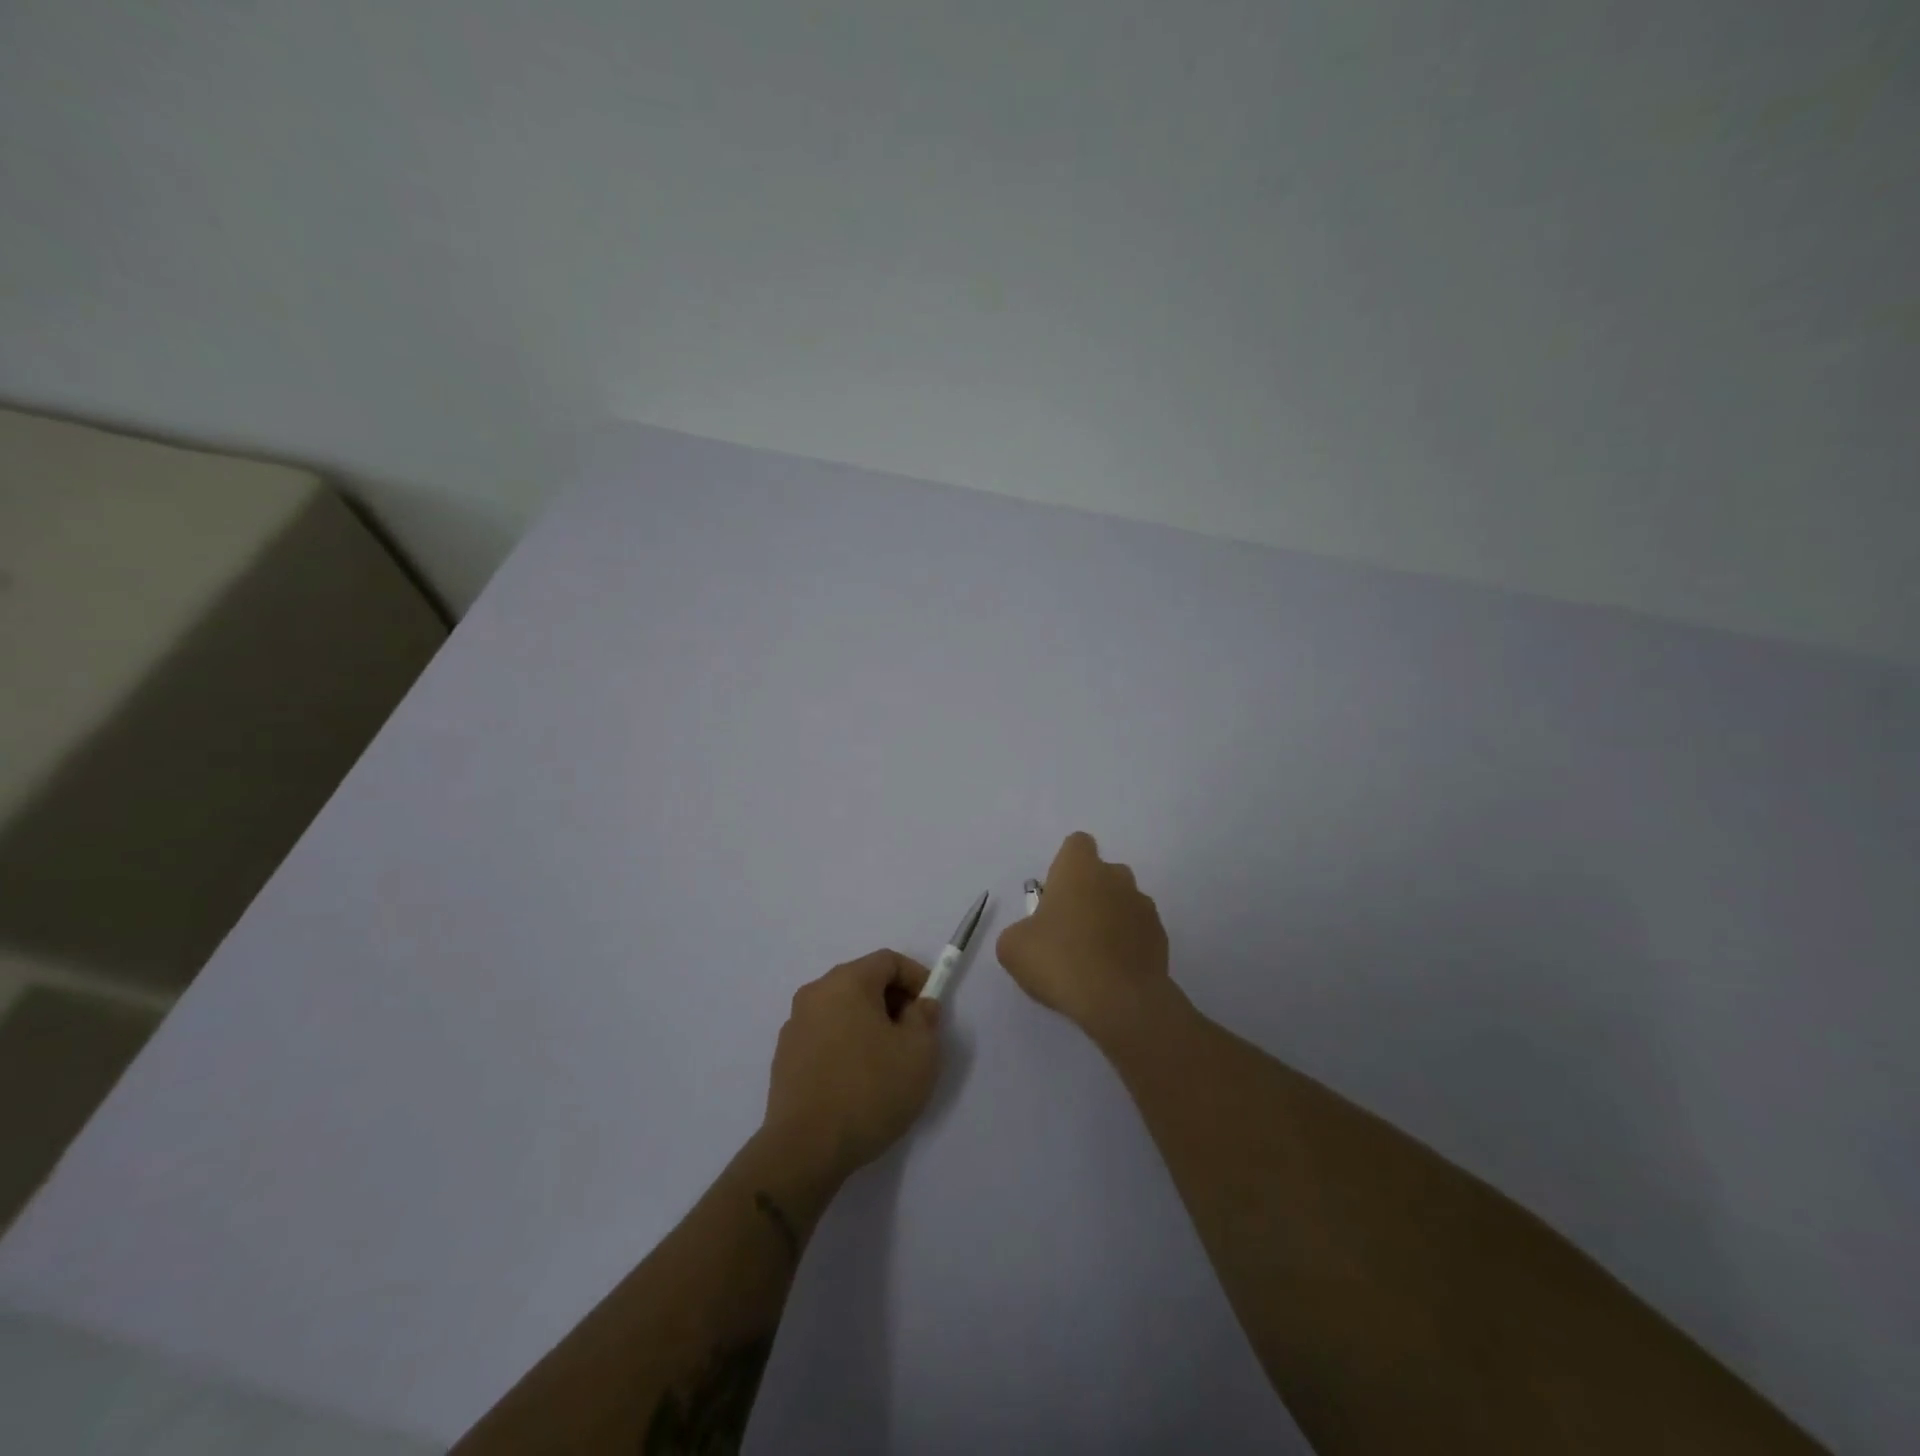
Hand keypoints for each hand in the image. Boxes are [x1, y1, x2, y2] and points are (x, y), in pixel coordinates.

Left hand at [762, 950, 942, 1182]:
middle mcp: (815, 993)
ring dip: (869, 1024)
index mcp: (846, 982)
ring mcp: (794, 1025)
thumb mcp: (919, 1052)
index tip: (931, 1008)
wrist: (805, 1148)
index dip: (916, 977)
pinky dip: (846, 1044)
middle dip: (893, 1001)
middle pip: (863, 981)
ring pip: (842, 1010)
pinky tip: (858, 1081)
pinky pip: (825, 1036)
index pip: (888, 961)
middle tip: (914, 1035)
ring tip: (888, 1062)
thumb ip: (925, 1018)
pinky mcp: (784, 1057)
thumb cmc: (870, 1090)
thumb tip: (918, 1006)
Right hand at [996, 832, 1171, 1036]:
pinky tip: (1112, 971)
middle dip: (1088, 893)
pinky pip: (1138, 930)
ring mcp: (1143, 906)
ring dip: (1109, 918)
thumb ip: (1019, 931)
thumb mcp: (1013, 947)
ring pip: (1122, 901)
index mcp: (1079, 869)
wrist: (1120, 1002)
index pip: (1077, 844)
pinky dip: (1126, 943)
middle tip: (1068, 928)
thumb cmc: (1060, 960)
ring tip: (1092, 956)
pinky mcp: (1161, 937)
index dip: (1065, 864)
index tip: (1055, 892)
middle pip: (1102, 873)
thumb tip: (1030, 935)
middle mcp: (1116, 877)